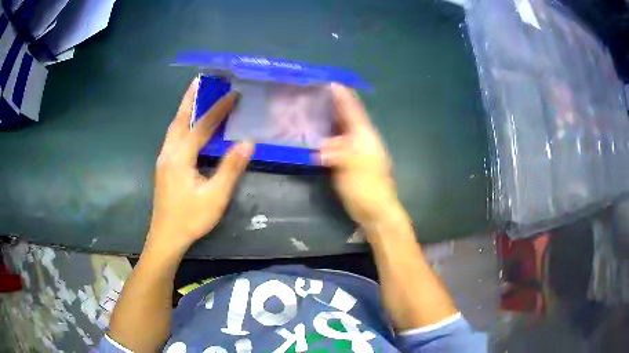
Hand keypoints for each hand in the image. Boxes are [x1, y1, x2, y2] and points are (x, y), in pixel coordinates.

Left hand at [147, 79, 253, 250]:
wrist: (166, 237)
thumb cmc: (191, 218)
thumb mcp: (215, 197)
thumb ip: (230, 168)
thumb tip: (247, 142)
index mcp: (180, 157)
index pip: (202, 126)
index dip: (218, 109)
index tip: (233, 93)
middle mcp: (168, 152)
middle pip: (180, 119)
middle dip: (191, 98)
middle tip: (201, 80)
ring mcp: (163, 159)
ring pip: (174, 126)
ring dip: (185, 108)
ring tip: (195, 94)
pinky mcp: (164, 166)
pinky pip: (173, 136)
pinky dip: (182, 122)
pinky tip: (188, 124)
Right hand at [320, 83, 404, 230]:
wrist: (377, 211)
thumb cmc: (367, 189)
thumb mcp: (353, 169)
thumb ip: (338, 154)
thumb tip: (321, 147)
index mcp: (365, 138)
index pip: (354, 112)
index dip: (344, 97)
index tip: (334, 83)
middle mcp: (363, 141)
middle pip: (349, 118)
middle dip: (337, 105)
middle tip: (320, 94)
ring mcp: (359, 153)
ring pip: (344, 131)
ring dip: (333, 120)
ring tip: (318, 110)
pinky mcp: (353, 164)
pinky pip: (340, 144)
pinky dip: (330, 137)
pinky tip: (321, 137)